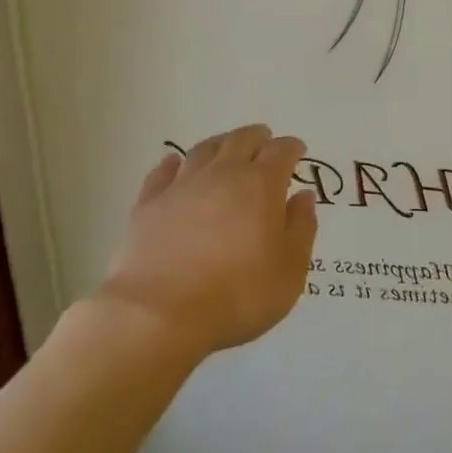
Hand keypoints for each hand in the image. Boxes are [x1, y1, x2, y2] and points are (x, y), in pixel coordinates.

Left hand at [97, 124, 317, 355]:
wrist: (158, 315)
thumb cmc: (238, 295)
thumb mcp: (289, 270)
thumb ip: (301, 228)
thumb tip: (303, 196)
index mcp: (261, 185)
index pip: (281, 151)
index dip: (292, 148)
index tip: (297, 151)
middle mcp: (222, 174)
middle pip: (241, 140)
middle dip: (257, 137)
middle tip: (264, 141)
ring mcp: (181, 186)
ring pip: (203, 150)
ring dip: (220, 144)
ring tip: (226, 148)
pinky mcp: (148, 205)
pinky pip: (162, 173)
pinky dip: (173, 164)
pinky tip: (174, 165)